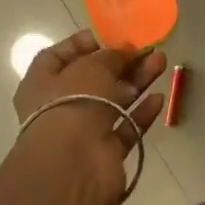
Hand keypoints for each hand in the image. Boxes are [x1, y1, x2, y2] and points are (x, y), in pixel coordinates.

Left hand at [14, 31, 167, 204]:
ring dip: (137, 81)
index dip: (83, 44)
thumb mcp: (92, 66)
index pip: (60, 56)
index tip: (110, 37)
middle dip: (121, 62)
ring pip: (113, 100)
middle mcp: (59, 106)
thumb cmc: (72, 102)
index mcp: (42, 83)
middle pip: (94, 78)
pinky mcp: (104, 152)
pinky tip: (159, 98)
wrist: (73, 167)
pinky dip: (141, 113)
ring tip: (161, 62)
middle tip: (147, 49)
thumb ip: (111, 55)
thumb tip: (125, 51)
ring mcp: (82, 131)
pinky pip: (125, 127)